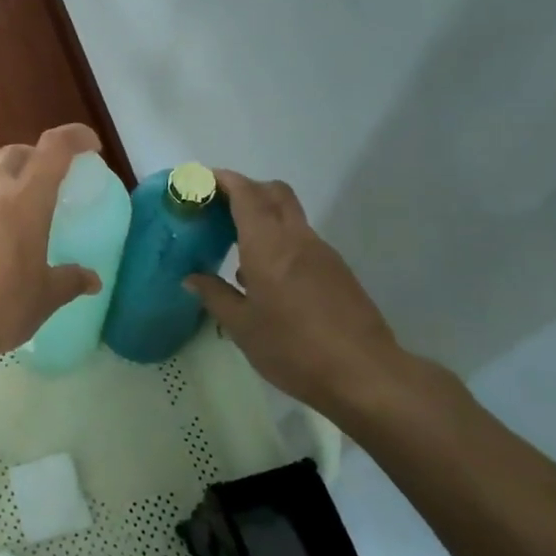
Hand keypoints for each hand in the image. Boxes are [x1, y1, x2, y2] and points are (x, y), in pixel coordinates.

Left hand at [0, 125, 104, 374]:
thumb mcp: (44, 298)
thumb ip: (70, 281)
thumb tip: (92, 280)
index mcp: (24, 200)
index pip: (54, 148)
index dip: (75, 137)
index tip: (92, 147)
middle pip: (14, 154)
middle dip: (36, 156)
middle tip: (52, 180)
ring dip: (8, 190)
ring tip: (21, 224)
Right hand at [185, 170, 407, 418]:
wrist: (364, 374)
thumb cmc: (293, 349)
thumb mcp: (242, 328)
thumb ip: (215, 296)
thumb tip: (191, 278)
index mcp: (269, 246)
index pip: (247, 194)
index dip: (224, 180)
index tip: (202, 180)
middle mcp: (297, 239)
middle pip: (274, 192)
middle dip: (246, 189)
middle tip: (218, 206)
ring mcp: (322, 253)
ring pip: (290, 216)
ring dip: (263, 216)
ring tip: (235, 246)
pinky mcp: (337, 271)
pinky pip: (301, 241)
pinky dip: (279, 241)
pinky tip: (265, 278)